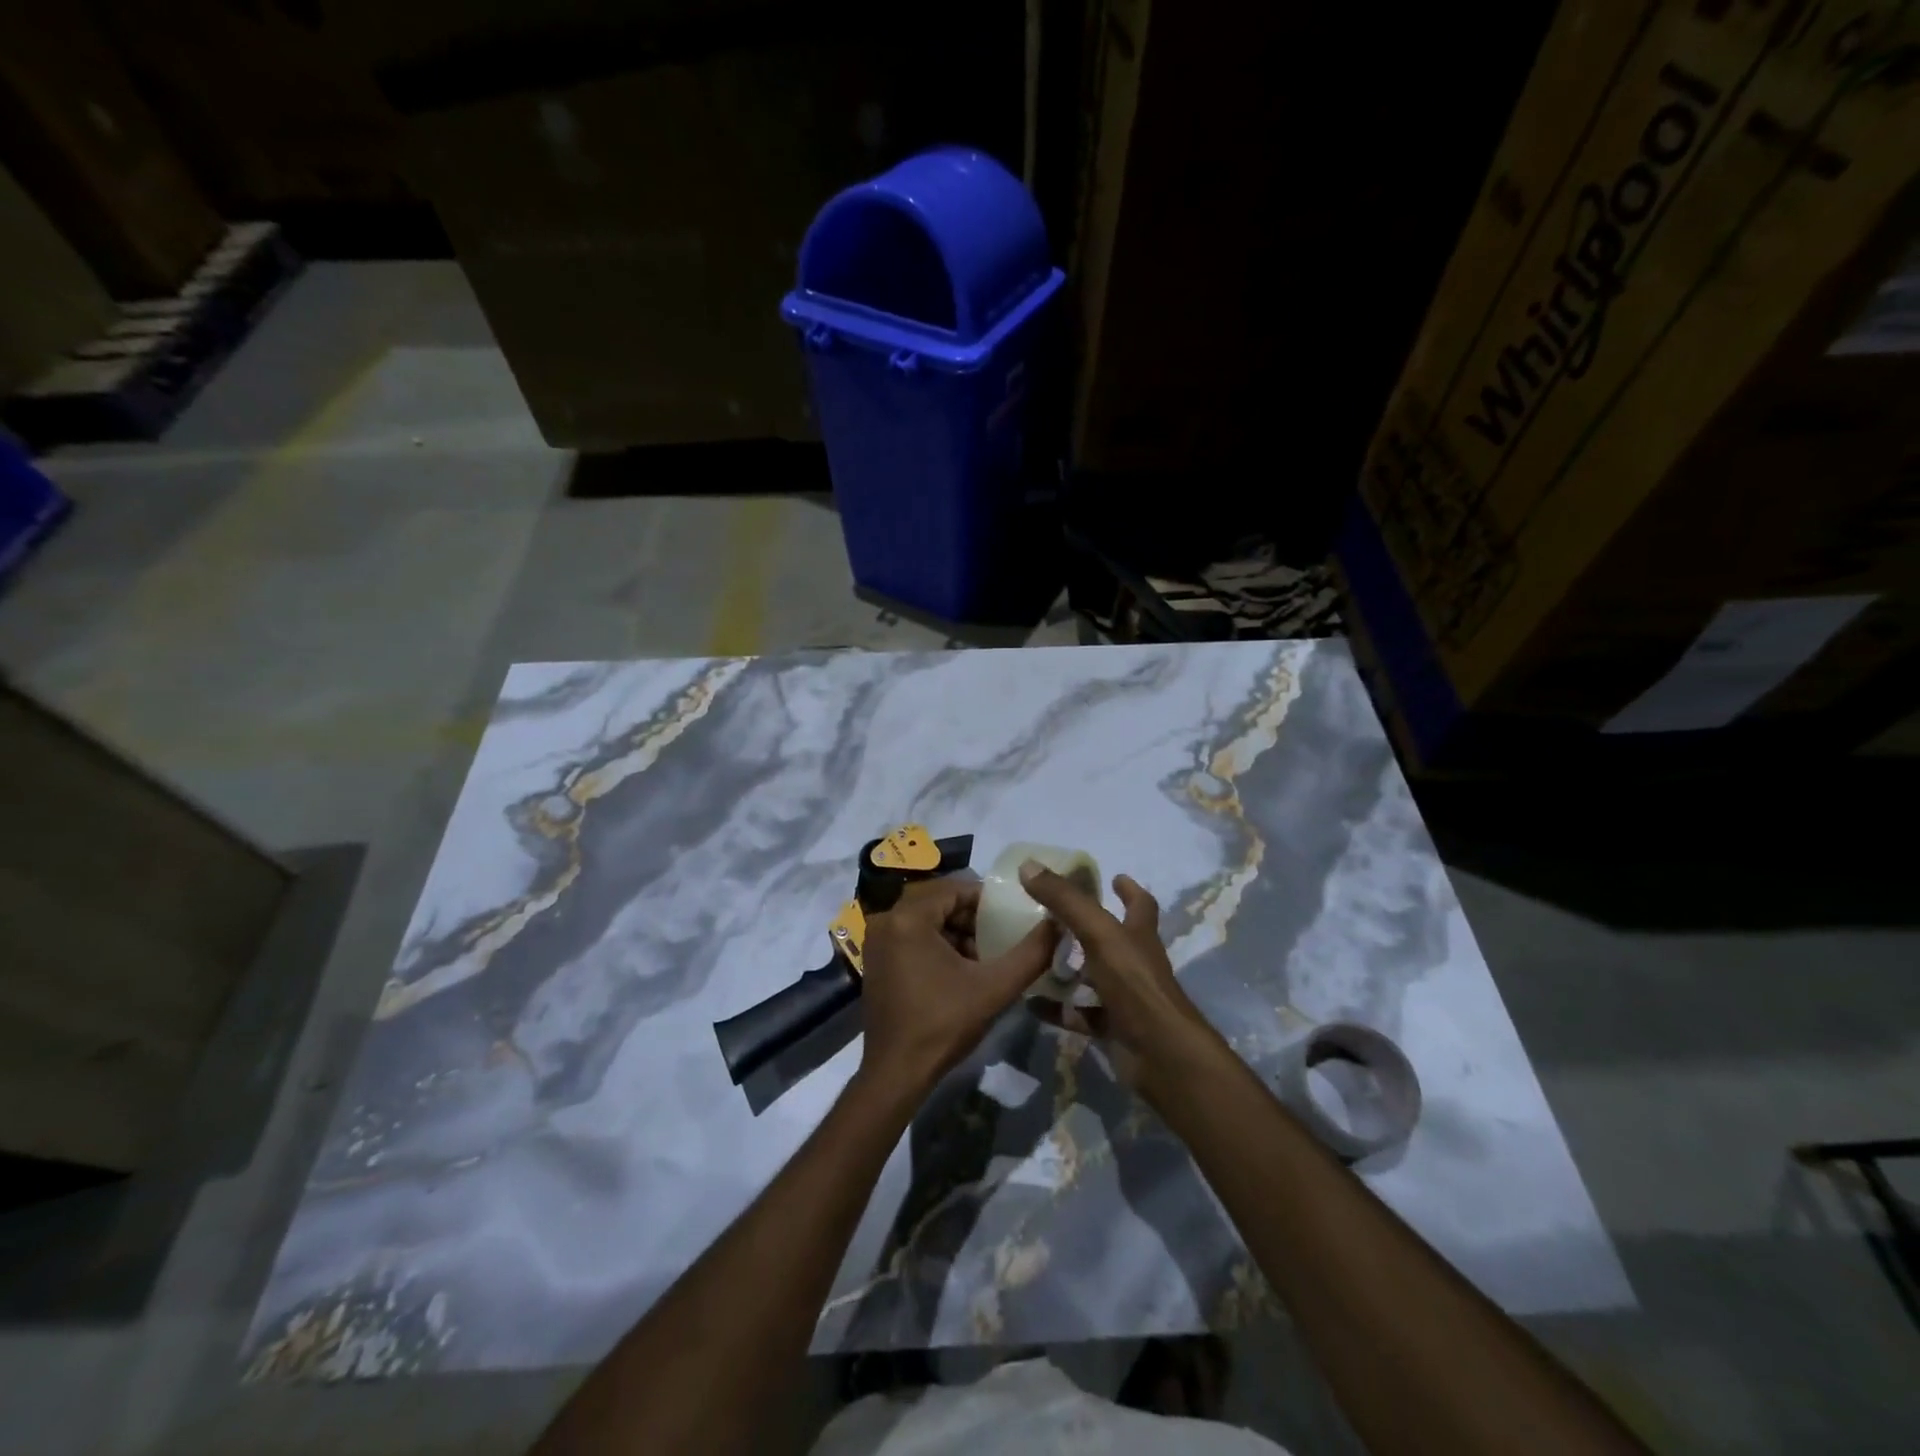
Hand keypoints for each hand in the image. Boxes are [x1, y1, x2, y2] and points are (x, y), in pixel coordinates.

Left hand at [856, 877, 1059, 1102]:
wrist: (897, 1073)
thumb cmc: (943, 1024)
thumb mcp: (995, 987)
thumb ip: (1031, 953)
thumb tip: (1058, 924)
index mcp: (908, 917)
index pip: (955, 889)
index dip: (986, 901)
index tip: (1011, 918)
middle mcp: (886, 920)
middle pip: (939, 903)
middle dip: (972, 919)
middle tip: (1000, 938)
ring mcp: (876, 942)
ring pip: (926, 921)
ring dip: (956, 933)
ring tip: (985, 957)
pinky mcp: (875, 961)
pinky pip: (912, 938)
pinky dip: (936, 946)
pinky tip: (960, 971)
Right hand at [1018, 864, 1224, 1095]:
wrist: (1160, 1054)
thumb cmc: (1135, 984)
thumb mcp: (1098, 933)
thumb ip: (1065, 899)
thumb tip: (1028, 864)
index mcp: (1139, 935)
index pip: (1141, 905)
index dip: (1129, 890)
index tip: (1115, 877)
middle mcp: (1136, 963)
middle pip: (1114, 939)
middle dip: (1089, 927)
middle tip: (1055, 916)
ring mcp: (1126, 998)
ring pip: (1095, 977)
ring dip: (1071, 968)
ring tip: (1036, 956)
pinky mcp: (1113, 1028)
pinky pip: (1080, 1014)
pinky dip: (1058, 1009)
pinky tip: (1031, 1003)